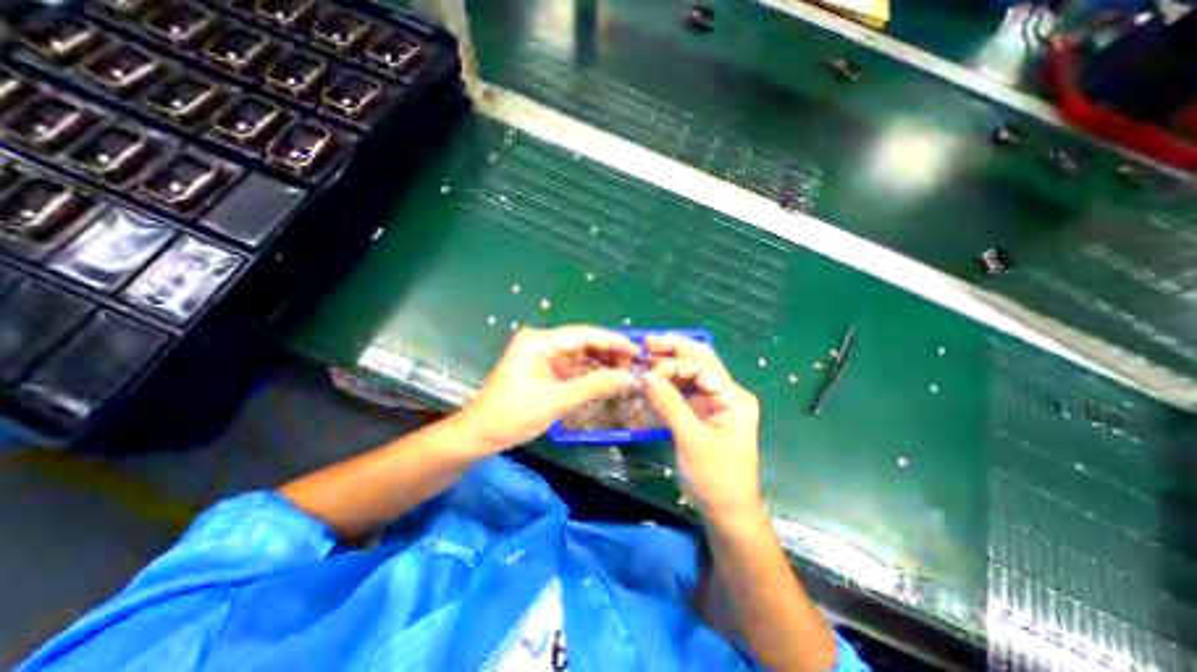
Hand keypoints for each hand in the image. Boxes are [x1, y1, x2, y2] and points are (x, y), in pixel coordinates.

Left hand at [460, 326, 644, 453]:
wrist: (480, 435)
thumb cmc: (512, 415)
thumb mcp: (555, 400)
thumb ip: (594, 386)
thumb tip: (630, 378)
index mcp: (540, 341)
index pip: (583, 335)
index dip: (612, 341)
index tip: (637, 350)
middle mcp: (543, 343)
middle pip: (584, 343)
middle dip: (610, 353)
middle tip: (636, 365)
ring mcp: (545, 357)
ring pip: (582, 356)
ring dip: (604, 364)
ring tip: (629, 373)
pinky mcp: (548, 371)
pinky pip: (576, 369)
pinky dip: (593, 374)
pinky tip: (611, 379)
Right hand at [641, 337, 762, 519]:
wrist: (728, 511)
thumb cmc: (716, 477)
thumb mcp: (691, 439)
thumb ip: (669, 404)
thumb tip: (646, 375)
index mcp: (733, 397)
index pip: (702, 367)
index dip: (674, 364)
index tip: (648, 372)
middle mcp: (727, 394)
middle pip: (700, 361)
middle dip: (674, 350)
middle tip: (646, 343)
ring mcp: (715, 403)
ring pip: (691, 373)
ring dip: (669, 365)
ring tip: (645, 358)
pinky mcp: (704, 413)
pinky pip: (685, 391)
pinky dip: (669, 384)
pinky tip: (653, 380)